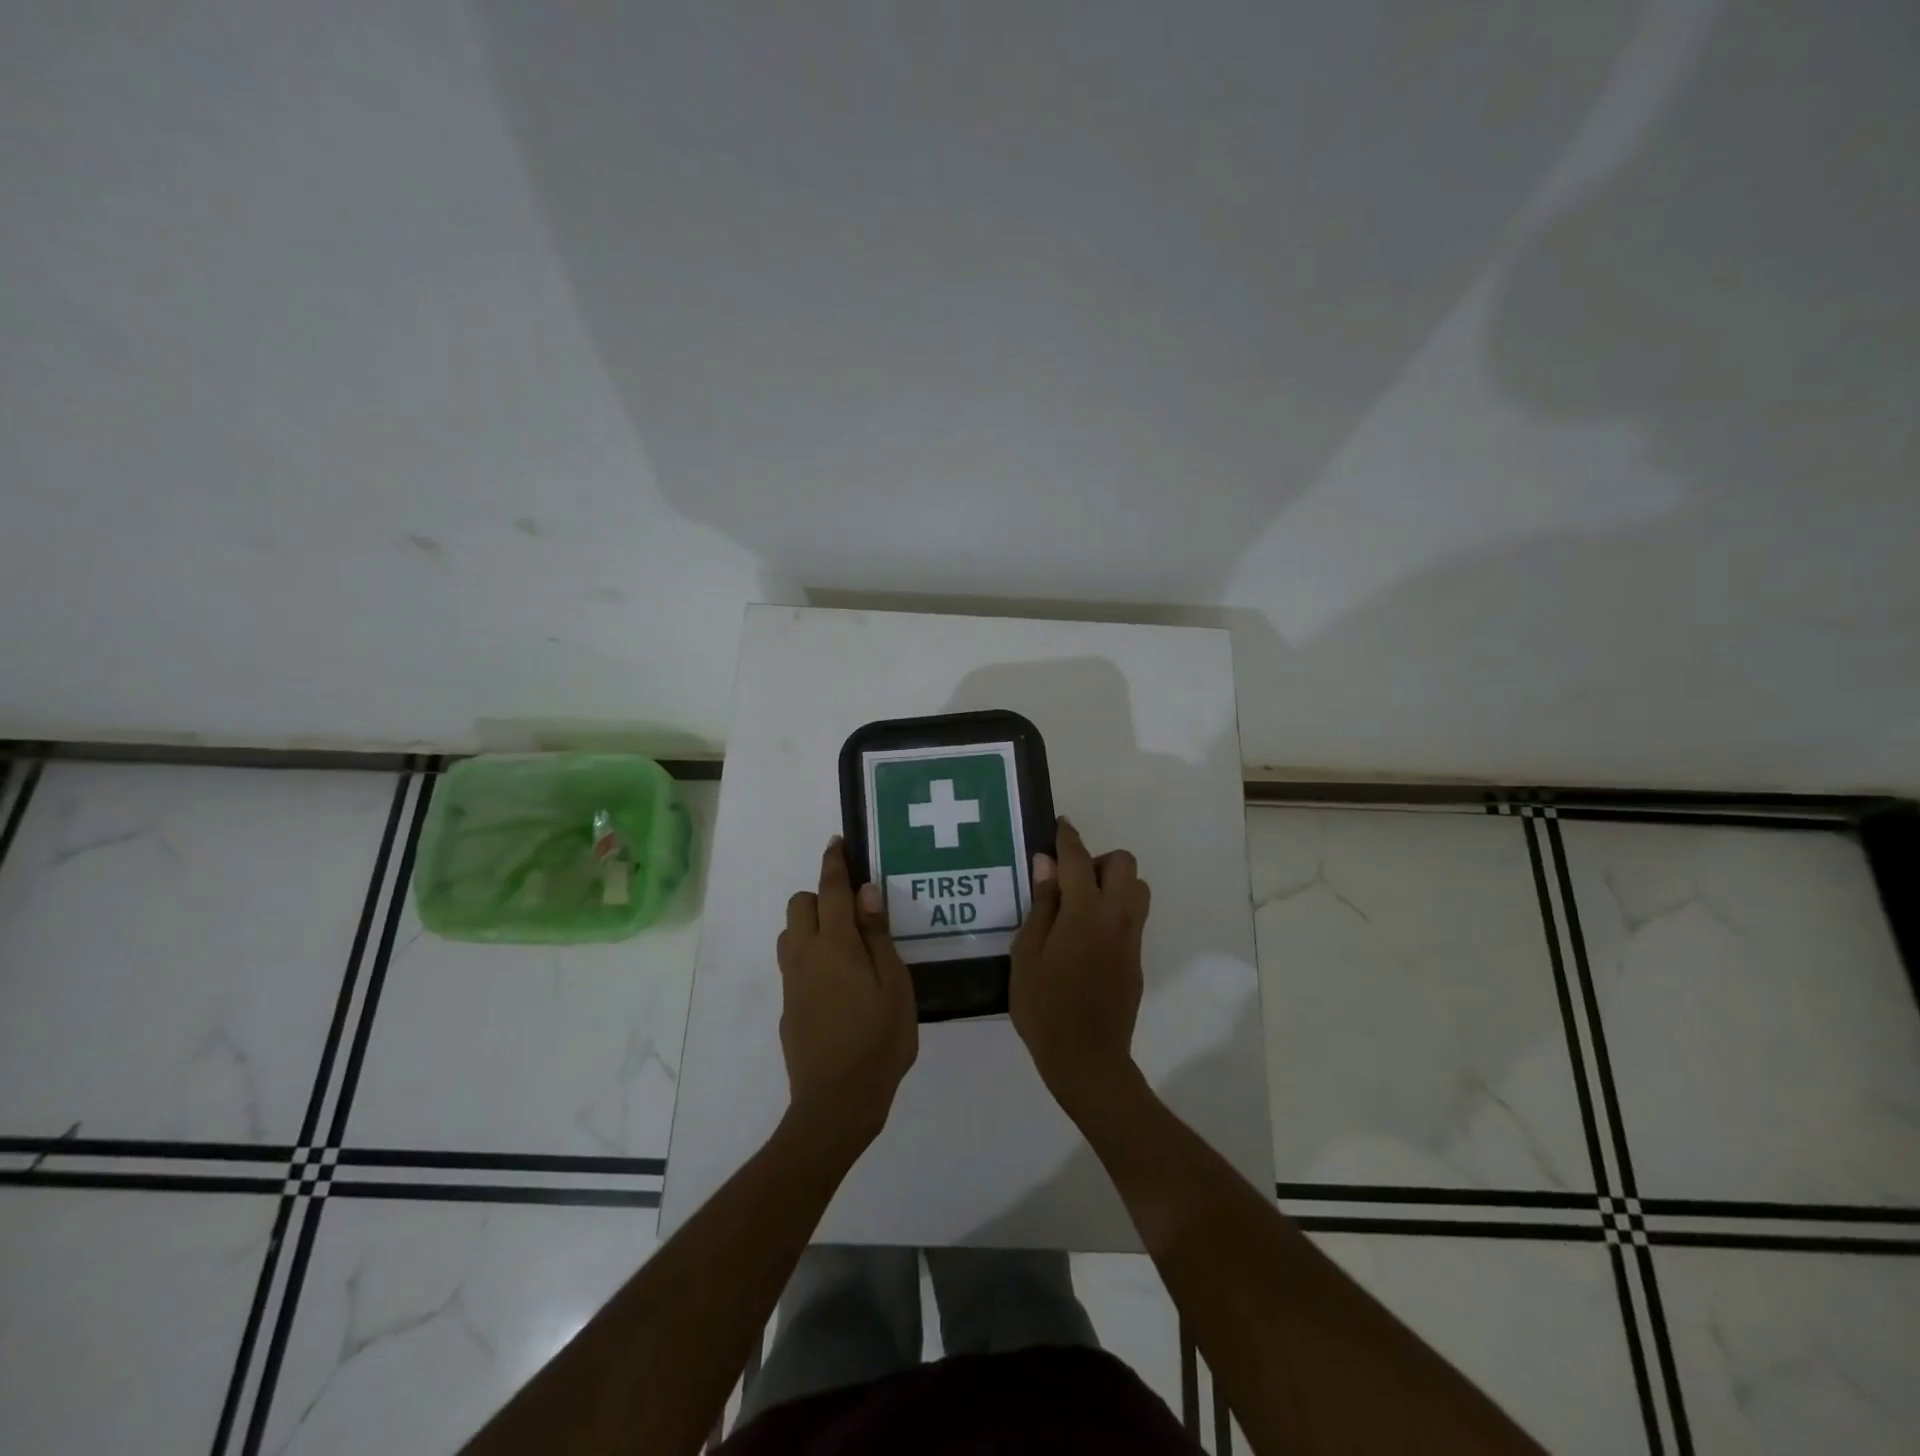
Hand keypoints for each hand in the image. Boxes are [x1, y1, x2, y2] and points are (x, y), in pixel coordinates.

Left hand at [776, 838, 918, 1155]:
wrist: (836, 1103)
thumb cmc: (878, 1041)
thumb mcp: (895, 986)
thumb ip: (878, 936)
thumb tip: (867, 892)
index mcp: (835, 946)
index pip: (830, 890)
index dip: (834, 863)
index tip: (837, 842)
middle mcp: (805, 956)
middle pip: (799, 905)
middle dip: (821, 896)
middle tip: (854, 913)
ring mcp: (792, 982)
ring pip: (790, 933)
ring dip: (811, 925)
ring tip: (846, 945)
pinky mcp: (788, 1006)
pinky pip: (793, 963)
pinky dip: (809, 954)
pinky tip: (837, 981)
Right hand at [1009, 818, 1150, 1116]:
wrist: (1087, 1059)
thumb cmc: (1045, 1007)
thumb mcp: (1026, 954)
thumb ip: (1041, 905)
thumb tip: (1046, 864)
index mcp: (1084, 912)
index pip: (1078, 859)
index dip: (1068, 837)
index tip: (1060, 824)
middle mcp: (1116, 917)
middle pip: (1124, 864)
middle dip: (1098, 861)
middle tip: (1069, 883)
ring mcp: (1131, 939)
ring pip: (1137, 889)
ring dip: (1113, 884)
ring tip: (1081, 907)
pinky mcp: (1136, 959)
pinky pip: (1133, 917)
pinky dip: (1115, 910)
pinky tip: (1087, 937)